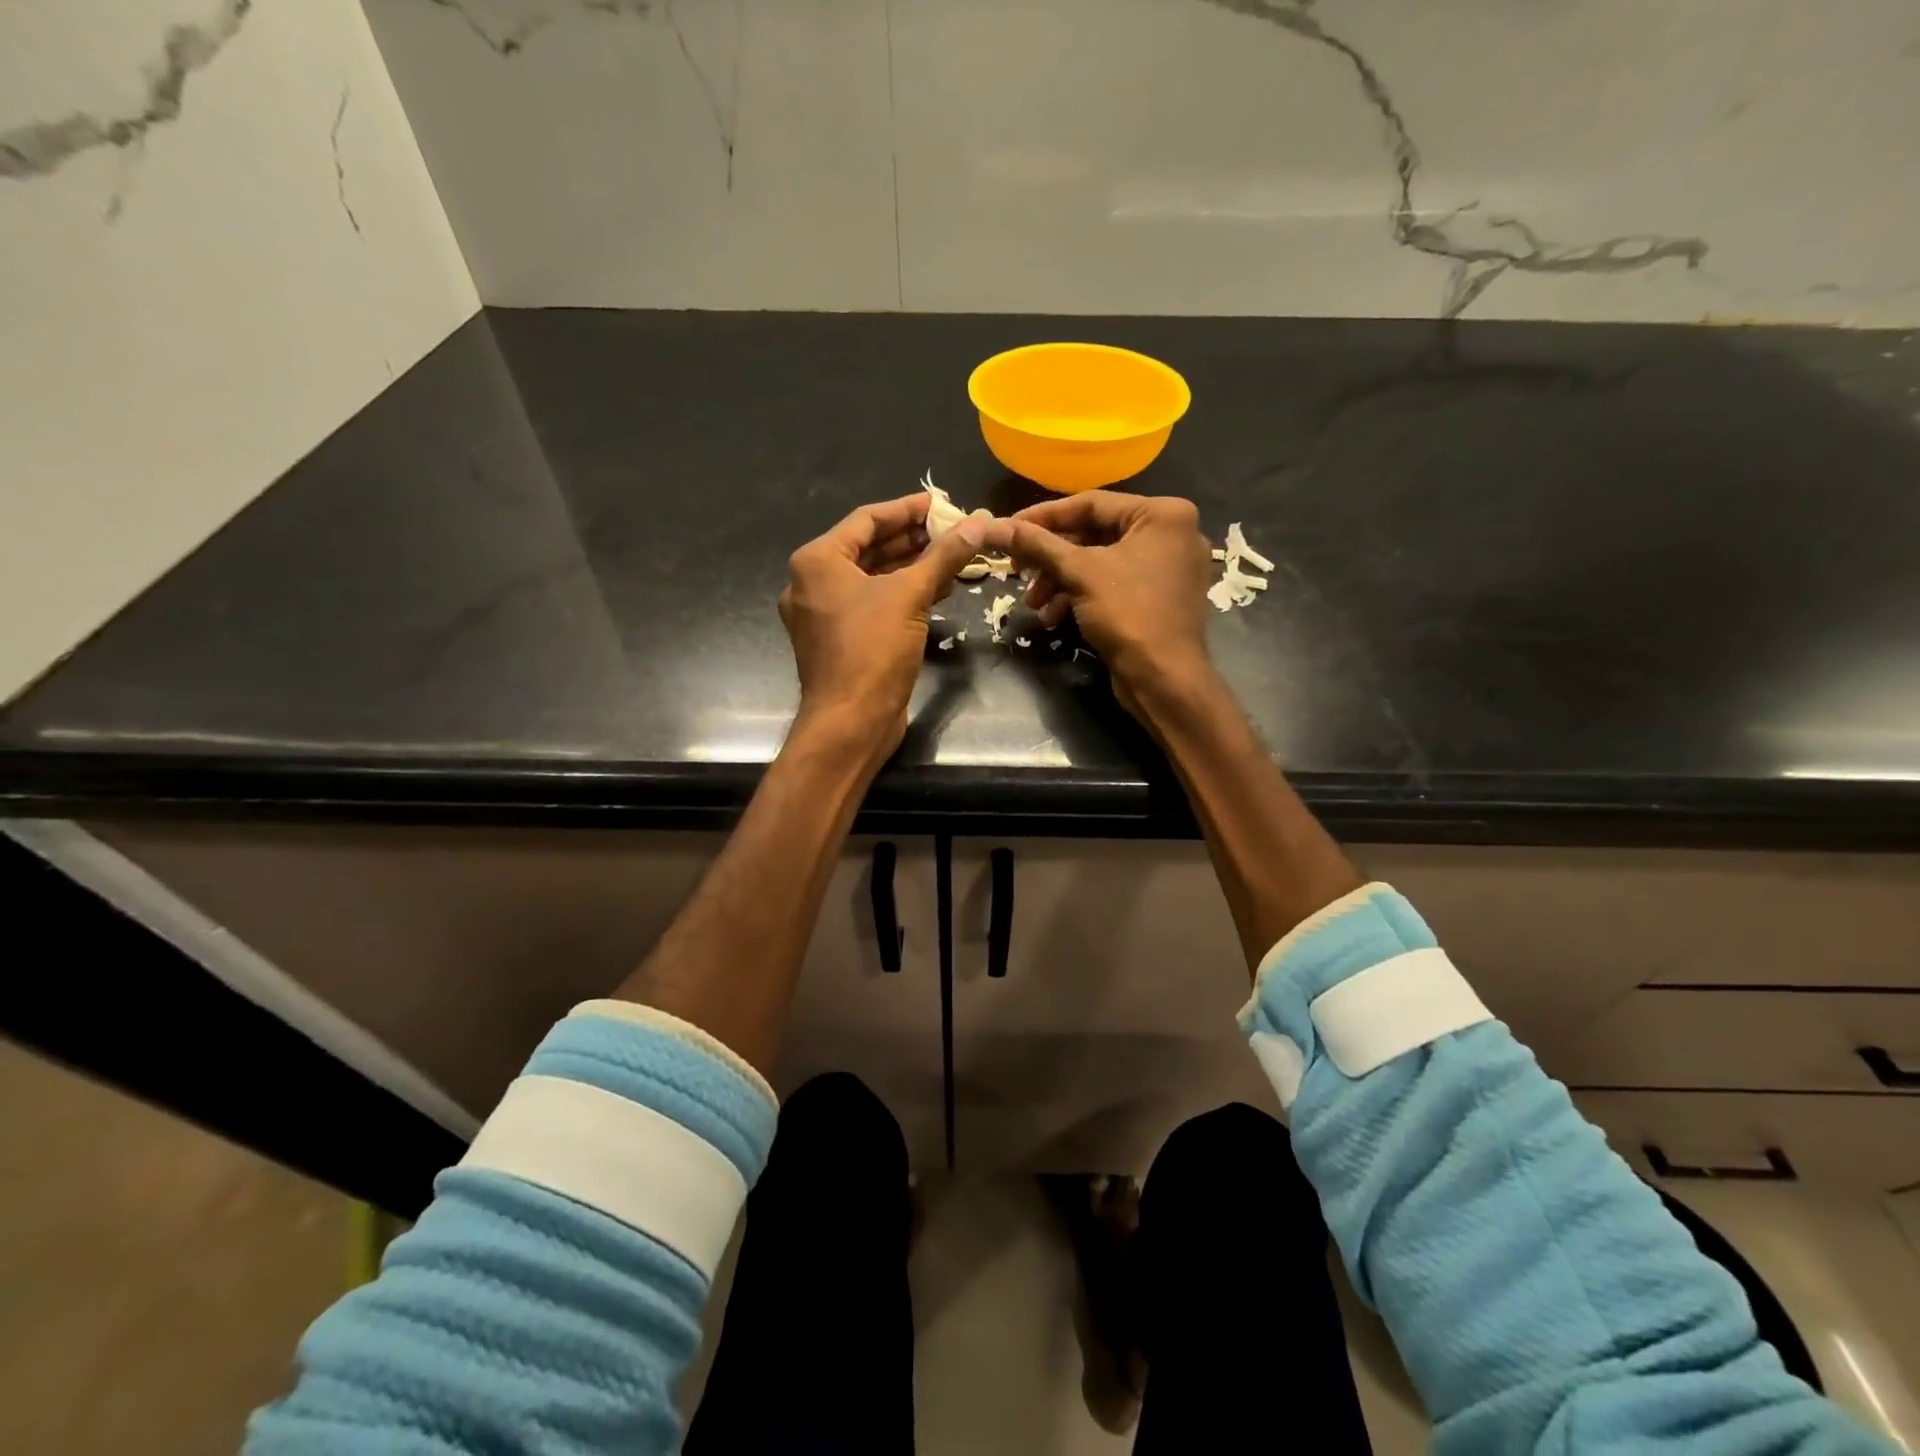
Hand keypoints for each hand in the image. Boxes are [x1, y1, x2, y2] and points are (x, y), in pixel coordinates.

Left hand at [780, 493, 987, 767]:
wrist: (850, 722)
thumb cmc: (872, 650)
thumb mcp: (911, 596)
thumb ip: (943, 556)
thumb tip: (978, 524)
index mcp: (817, 562)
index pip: (867, 520)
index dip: (907, 509)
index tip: (942, 504)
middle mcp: (813, 583)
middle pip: (869, 548)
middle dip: (913, 540)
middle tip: (953, 530)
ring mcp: (824, 615)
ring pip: (872, 579)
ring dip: (911, 568)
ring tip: (953, 558)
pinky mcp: (839, 641)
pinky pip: (872, 605)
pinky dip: (901, 596)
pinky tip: (937, 591)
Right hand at [1001, 492, 1217, 718]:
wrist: (1163, 679)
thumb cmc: (1128, 614)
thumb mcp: (1079, 573)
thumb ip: (1038, 545)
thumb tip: (995, 526)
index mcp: (1163, 514)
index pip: (1091, 503)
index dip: (1044, 516)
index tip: (1009, 528)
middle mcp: (1172, 533)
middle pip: (1095, 534)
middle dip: (1051, 557)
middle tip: (1017, 570)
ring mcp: (1168, 568)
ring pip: (1100, 562)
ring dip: (1061, 581)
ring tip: (1033, 604)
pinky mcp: (1159, 598)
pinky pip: (1113, 584)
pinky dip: (1082, 595)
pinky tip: (1053, 617)